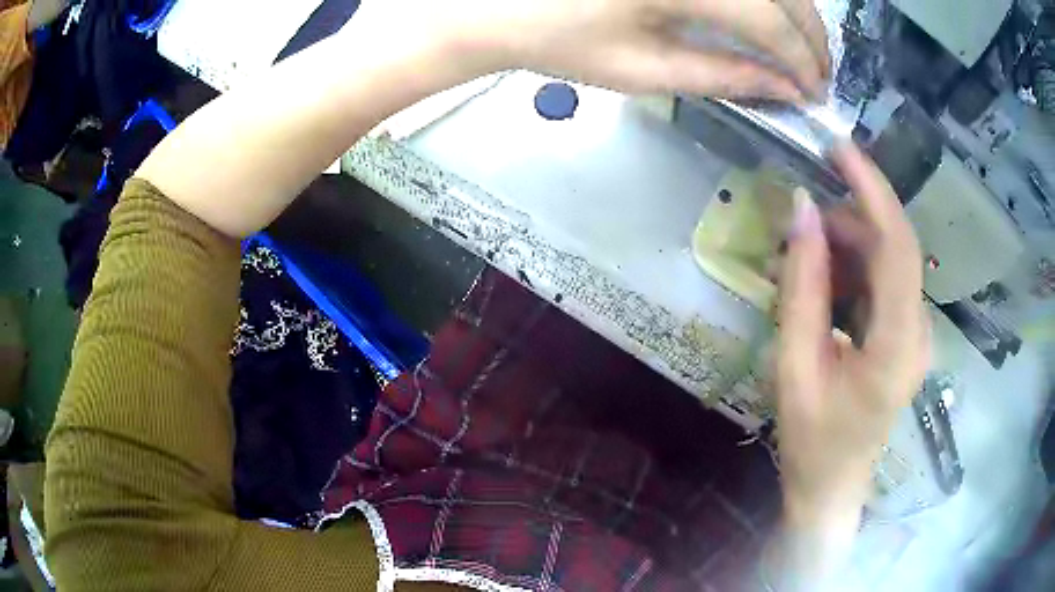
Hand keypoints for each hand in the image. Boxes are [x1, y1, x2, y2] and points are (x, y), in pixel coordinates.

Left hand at [347, 0, 829, 100]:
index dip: (802, 60)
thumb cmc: (560, 40)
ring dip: (794, 11)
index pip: (771, 21)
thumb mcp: (645, 70)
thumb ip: (723, 75)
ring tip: (799, 48)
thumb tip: (784, 88)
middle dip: (809, 35)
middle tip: (816, 73)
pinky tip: (766, 14)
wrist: (495, 4)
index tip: (816, 93)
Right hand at [770, 145, 929, 583]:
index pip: (899, 249)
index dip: (873, 191)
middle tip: (796, 231)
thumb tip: (801, 211)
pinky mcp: (907, 335)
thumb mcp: (793, 365)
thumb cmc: (811, 440)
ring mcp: (917, 334)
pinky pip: (882, 283)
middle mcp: (918, 332)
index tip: (838, 149)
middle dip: (846, 225)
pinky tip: (820, 290)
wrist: (832, 486)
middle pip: (892, 248)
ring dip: (844, 250)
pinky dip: (850, 273)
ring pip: (886, 262)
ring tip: (798, 269)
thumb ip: (801, 287)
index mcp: (896, 348)